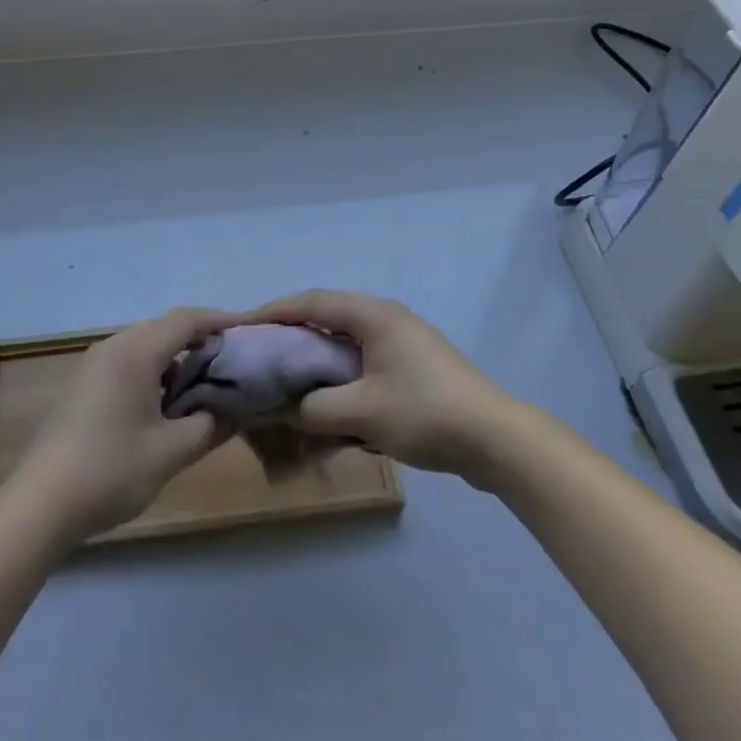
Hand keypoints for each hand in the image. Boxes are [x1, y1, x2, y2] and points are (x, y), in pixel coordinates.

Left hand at [6, 308, 238, 542]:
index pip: (187, 320)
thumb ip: (209, 426)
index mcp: (136, 352)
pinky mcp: (82, 386)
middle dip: (200, 340)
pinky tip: (164, 405)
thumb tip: (236, 412)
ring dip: (175, 359)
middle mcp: (113, 347)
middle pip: (165, 329)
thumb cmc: (110, 470)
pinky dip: (153, 372)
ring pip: (145, 346)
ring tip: (202, 386)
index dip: (221, 320)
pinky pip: (127, 363)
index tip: (250, 327)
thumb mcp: (170, 453)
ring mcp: (93, 365)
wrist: (39, 505)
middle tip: (231, 361)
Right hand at [248, 291, 521, 482]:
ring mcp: (405, 340)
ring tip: (291, 373)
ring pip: (348, 338)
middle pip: (330, 315)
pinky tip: (333, 396)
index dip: (277, 310)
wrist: (494, 438)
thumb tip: (297, 408)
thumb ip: (318, 408)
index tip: (245, 323)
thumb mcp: (363, 413)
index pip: (314, 302)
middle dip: (295, 330)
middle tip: (264, 351)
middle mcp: (387, 317)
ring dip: (320, 353)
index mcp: (374, 315)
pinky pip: (366, 358)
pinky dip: (343, 370)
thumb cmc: (425, 413)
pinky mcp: (415, 364)